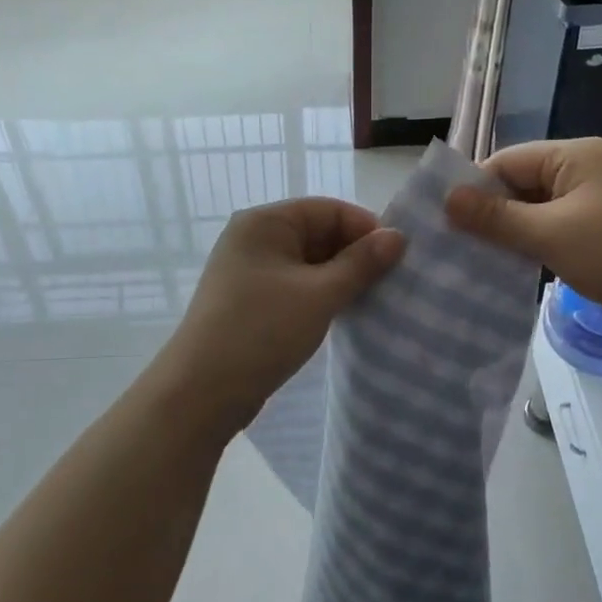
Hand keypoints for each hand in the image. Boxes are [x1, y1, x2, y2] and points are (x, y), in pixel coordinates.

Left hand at [164, 197, 405, 429]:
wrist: (202, 391)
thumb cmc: (262, 331)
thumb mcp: (320, 295)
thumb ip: (361, 263)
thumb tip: (398, 236)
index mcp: (265, 222)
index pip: (329, 209)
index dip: (366, 229)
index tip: (399, 259)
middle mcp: (254, 238)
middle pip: (319, 233)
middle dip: (354, 255)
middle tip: (391, 283)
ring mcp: (250, 271)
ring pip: (309, 263)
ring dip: (340, 278)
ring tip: (372, 300)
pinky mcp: (251, 301)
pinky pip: (296, 285)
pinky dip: (321, 295)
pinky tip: (343, 313)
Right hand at [444, 138, 601, 337]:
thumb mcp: (551, 235)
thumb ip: (497, 217)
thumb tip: (447, 198)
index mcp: (573, 155)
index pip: (506, 161)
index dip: (474, 189)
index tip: (444, 223)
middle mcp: (584, 167)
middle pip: (520, 182)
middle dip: (490, 212)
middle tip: (456, 246)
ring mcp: (596, 196)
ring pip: (536, 207)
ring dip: (511, 230)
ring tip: (478, 258)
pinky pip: (555, 224)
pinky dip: (534, 241)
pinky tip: (515, 265)